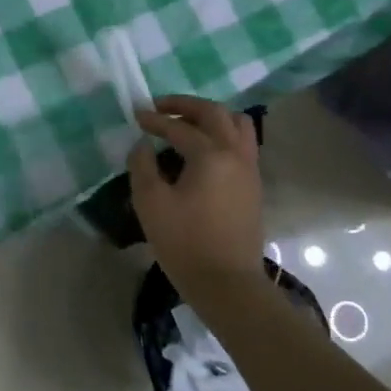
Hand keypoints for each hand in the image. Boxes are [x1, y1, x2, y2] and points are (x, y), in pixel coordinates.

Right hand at [129, 95, 264, 292]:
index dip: (155, 120)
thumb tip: (143, 145)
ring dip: (211, 117)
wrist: (227, 284)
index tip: (136, 115)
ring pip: (238, 125)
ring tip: (187, 124)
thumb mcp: (150, 203)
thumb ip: (142, 166)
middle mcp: (236, 154)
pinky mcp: (253, 186)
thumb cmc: (184, 242)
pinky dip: (223, 135)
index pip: (179, 127)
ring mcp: (250, 169)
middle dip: (186, 106)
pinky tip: (203, 149)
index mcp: (211, 155)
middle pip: (215, 114)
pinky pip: (242, 144)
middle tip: (161, 108)